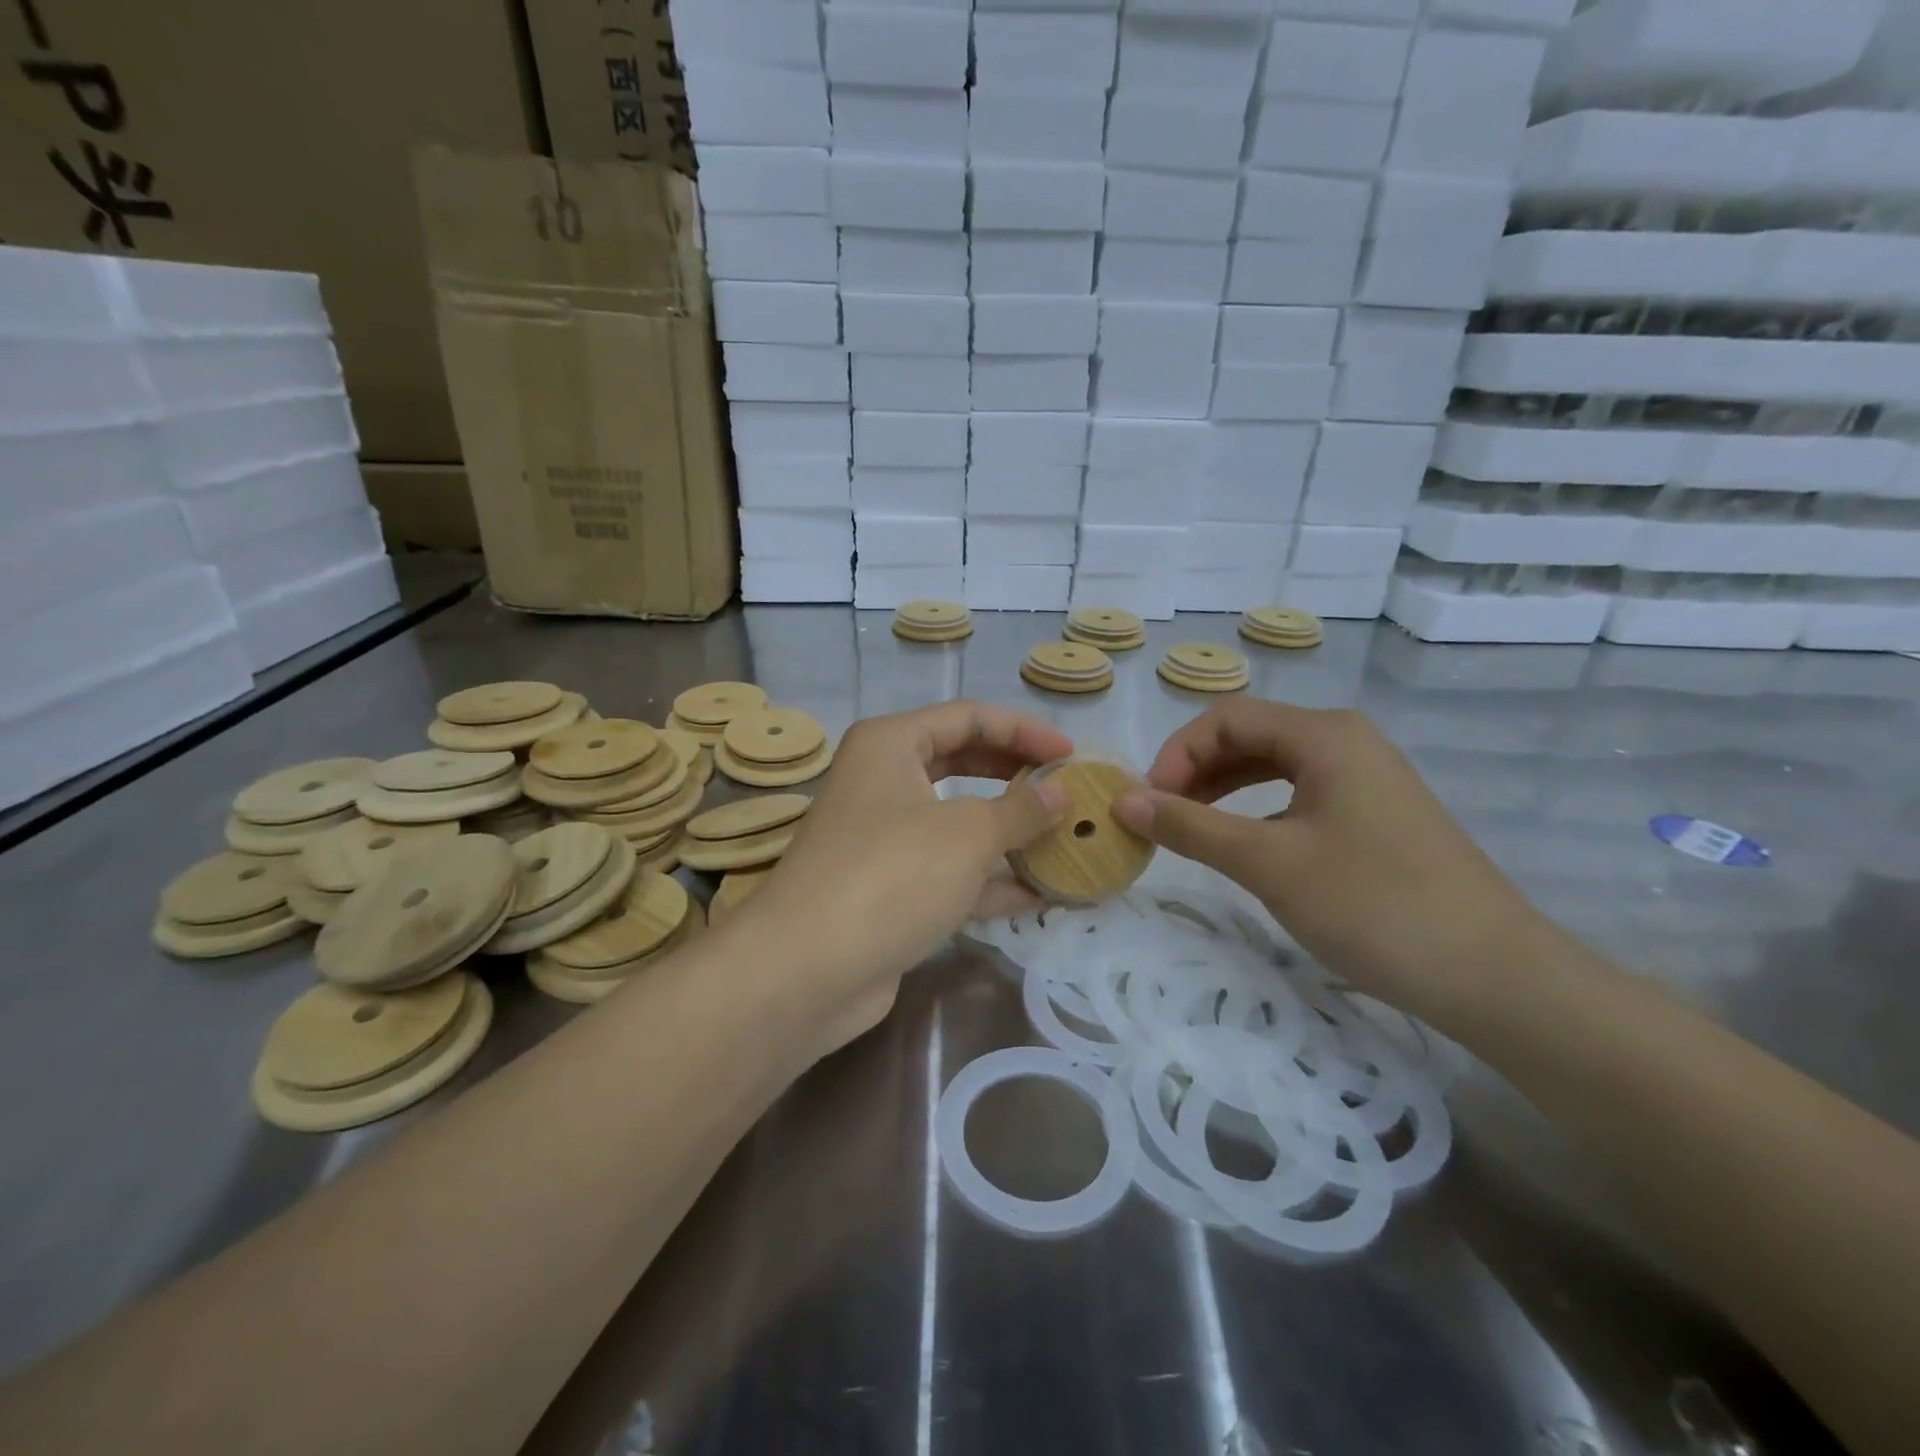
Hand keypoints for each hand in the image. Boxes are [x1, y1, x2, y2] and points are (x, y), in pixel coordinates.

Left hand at [729, 701, 1071, 1053]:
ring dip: (1009, 832)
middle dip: (1016, 777)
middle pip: (962, 763)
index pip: (968, 718)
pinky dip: (990, 880)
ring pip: (958, 821)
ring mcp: (884, 838)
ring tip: (1064, 839)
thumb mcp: (967, 834)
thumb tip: (1060, 793)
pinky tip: (1039, 894)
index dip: (1024, 731)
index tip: (1071, 756)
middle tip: (1066, 791)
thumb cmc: (891, 874)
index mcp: (890, 745)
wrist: (807, 970)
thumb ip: (1020, 810)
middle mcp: (883, 782)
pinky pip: (950, 871)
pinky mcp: (890, 889)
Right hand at [1115, 698, 1549, 1022]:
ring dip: (1223, 790)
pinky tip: (1244, 845)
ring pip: (1274, 766)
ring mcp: (1366, 778)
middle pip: (1249, 736)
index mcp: (1324, 735)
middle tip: (1162, 819)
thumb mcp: (1267, 863)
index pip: (1226, 718)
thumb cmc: (1372, 905)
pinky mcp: (1376, 814)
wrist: (1494, 976)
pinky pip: (1299, 794)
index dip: (1176, 754)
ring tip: (1190, 830)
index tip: (1148, 805)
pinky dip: (1258, 810)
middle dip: (1196, 771)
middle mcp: (1346, 741)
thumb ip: (1190, 827)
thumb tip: (1123, 800)